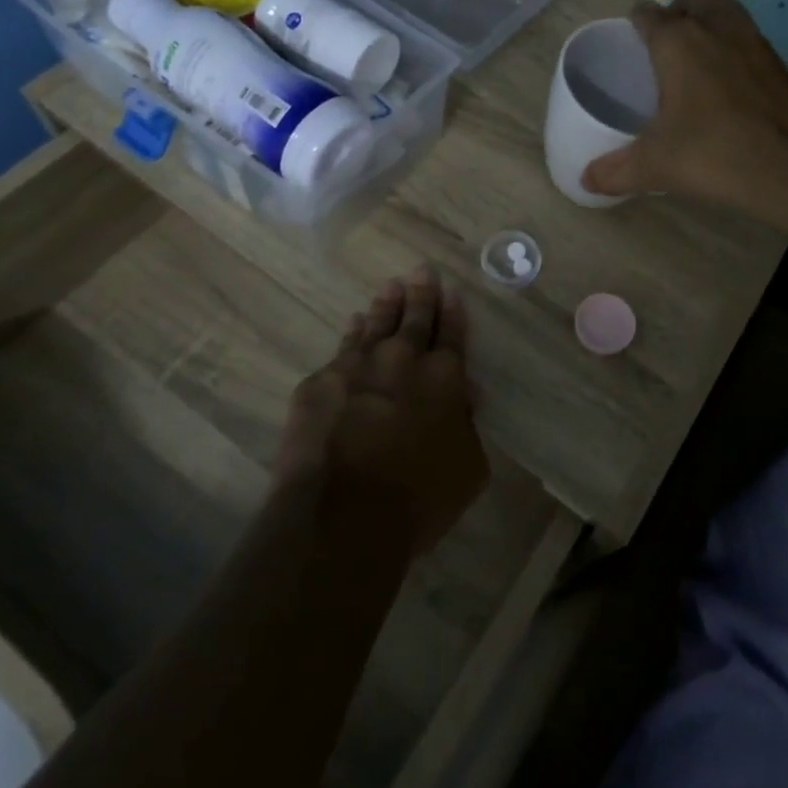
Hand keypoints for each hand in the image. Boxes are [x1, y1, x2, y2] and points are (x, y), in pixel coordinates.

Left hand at [276, 266, 488, 554]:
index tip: (450, 291)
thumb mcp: (468, 468)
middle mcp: (402, 361)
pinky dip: (351, 334)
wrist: (342, 517)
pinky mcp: (319, 383)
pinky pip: (341, 349)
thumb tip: (463, 399)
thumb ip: (466, 426)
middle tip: (421, 270)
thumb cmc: (418, 499)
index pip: (452, 334)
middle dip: (420, 293)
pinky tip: (353, 325)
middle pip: (414, 318)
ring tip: (389, 288)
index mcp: (444, 378)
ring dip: (385, 306)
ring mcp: (356, 366)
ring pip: (374, 325)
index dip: (452, 312)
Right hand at [581, 0, 787, 208]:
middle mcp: (716, 28)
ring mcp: (754, 42)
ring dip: (713, 20)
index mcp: (677, 42)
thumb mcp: (654, 166)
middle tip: (671, 41)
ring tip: (700, 59)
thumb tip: (586, 180)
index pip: (647, 15)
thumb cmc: (712, 154)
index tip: (632, 44)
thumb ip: (615, 171)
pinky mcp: (780, 63)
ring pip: (729, 8)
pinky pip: (751, 39)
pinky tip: (731, 83)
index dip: (636, 24)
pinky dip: (738, 50)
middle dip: (682, 3)